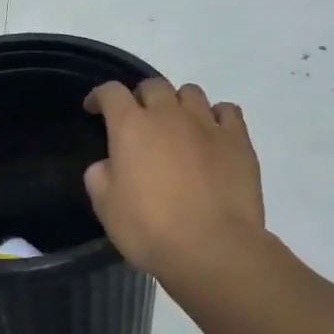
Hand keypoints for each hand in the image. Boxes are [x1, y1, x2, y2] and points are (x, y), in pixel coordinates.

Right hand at [84, 79, 265, 280]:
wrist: (212, 247)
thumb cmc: (150, 229)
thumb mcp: (106, 208)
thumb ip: (99, 177)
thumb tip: (107, 165)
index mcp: (131, 127)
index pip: (111, 92)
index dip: (100, 96)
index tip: (95, 108)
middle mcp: (169, 115)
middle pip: (154, 86)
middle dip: (142, 97)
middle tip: (140, 121)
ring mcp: (207, 124)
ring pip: (191, 93)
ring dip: (179, 104)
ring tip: (179, 126)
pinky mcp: (238, 140)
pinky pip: (227, 111)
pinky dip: (216, 116)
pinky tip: (213, 134)